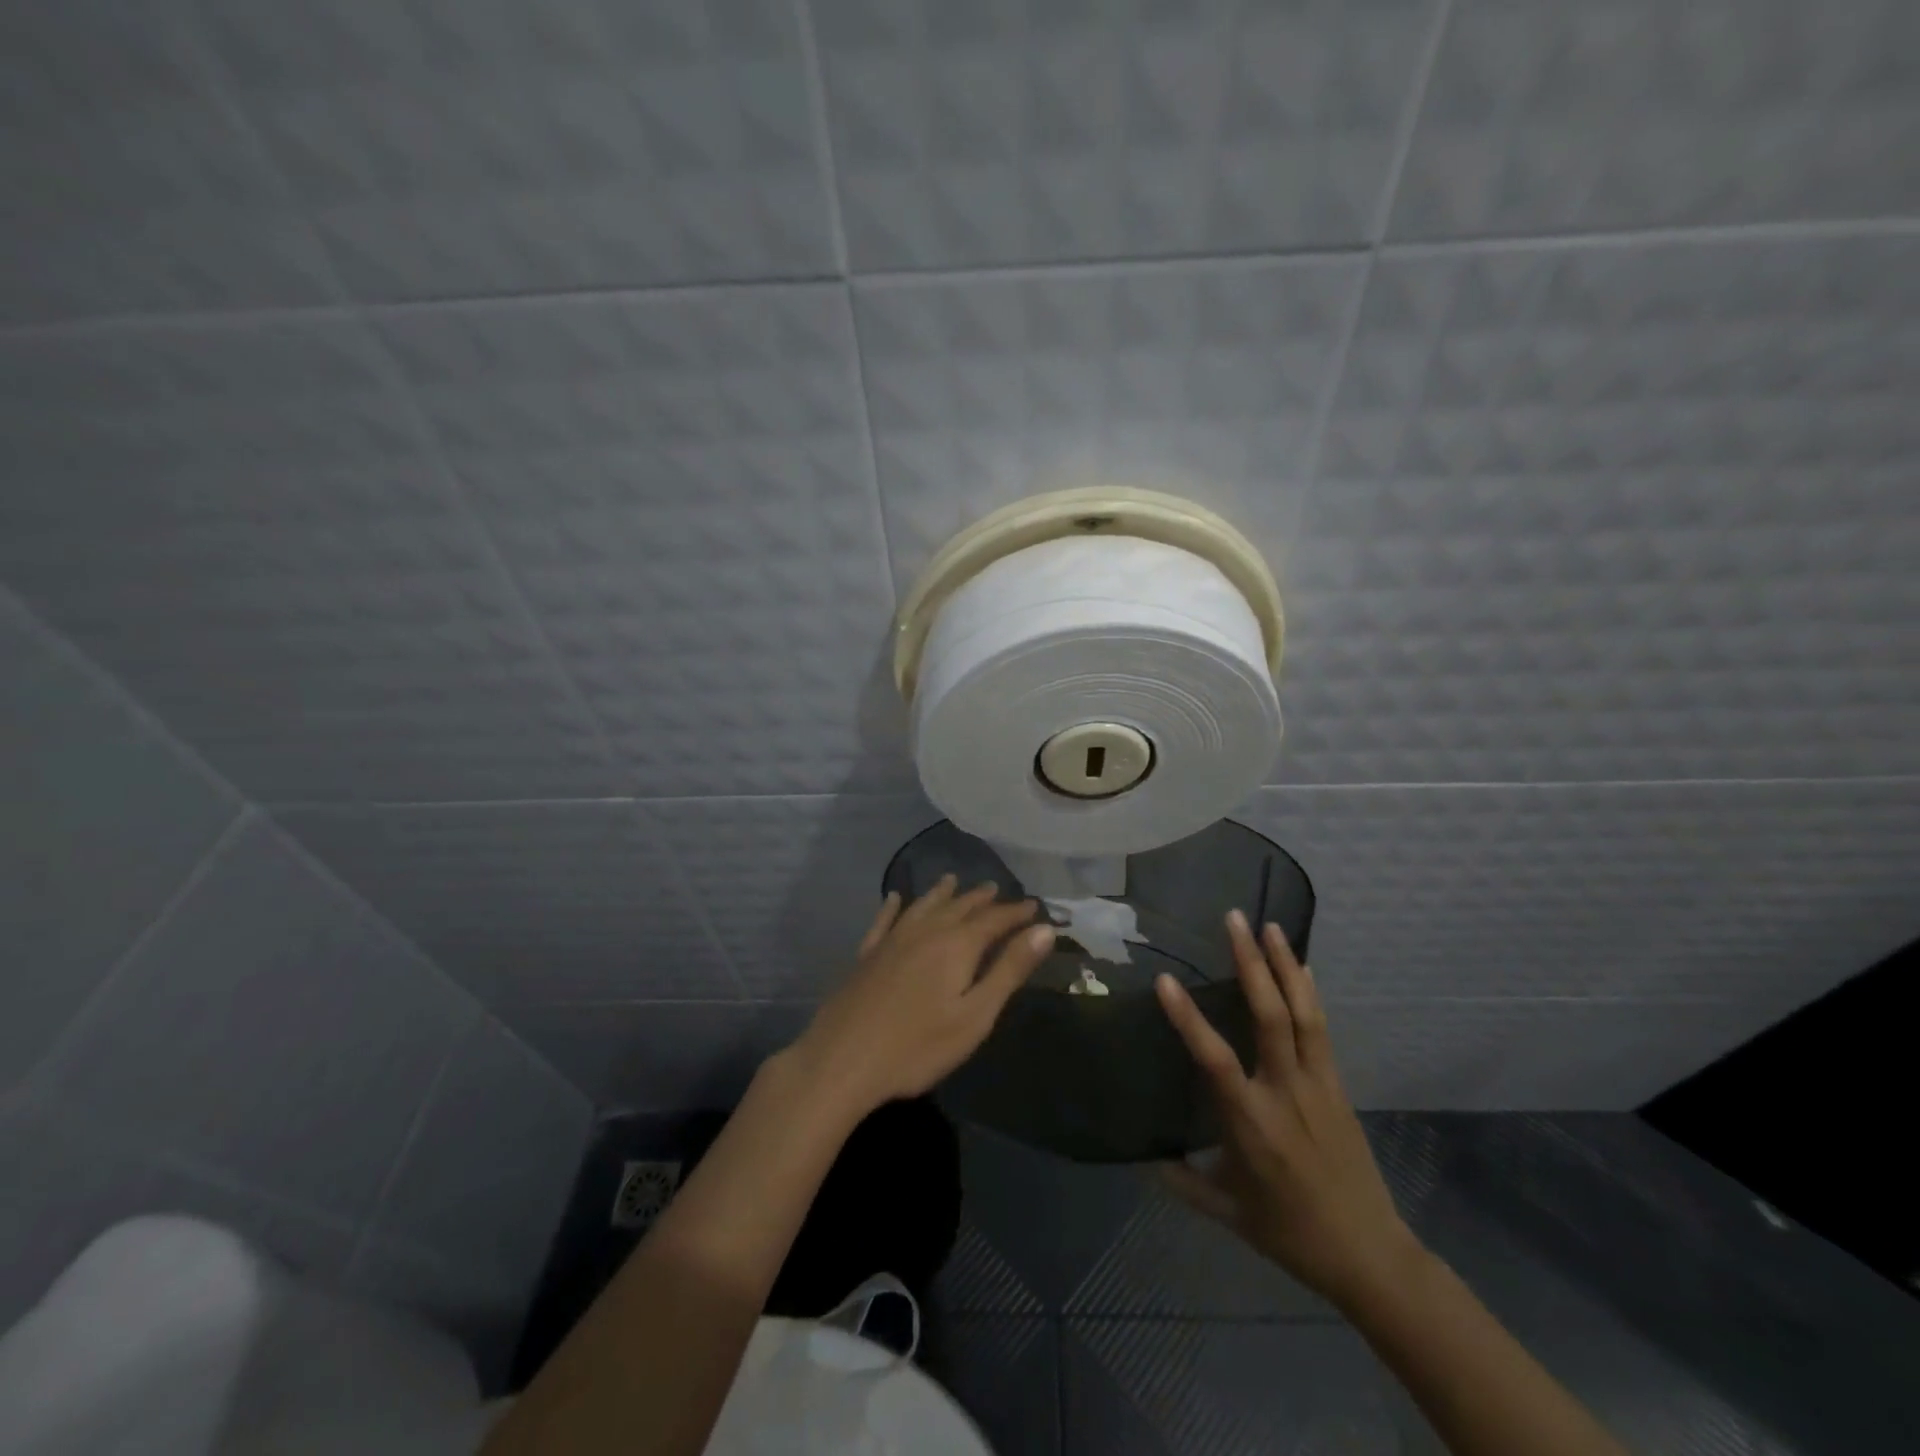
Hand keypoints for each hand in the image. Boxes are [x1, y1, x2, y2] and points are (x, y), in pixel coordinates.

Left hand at [786, 876, 1055, 1121]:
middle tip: (997, 889)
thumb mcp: (975, 1015)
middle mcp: (925, 931)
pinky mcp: (866, 954)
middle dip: (982, 899)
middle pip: (959, 907)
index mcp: (956, 945)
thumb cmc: (918, 1046)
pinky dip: (893, 906)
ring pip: (923, 906)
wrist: (842, 1060)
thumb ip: (1009, 970)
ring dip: (942, 893)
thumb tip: (1043, 930)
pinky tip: (893, 898)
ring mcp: (892, 940)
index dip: (1016, 912)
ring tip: (954, 881)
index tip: (1035, 906)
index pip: (994, 920)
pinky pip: (884, 920)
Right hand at [1156, 911, 1421, 1309]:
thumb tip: (1142, 1154)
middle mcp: (1285, 1093)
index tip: (1165, 981)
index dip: (1189, 1019)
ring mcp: (1318, 1085)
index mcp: (1251, 1123)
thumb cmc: (1290, 1232)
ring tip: (1269, 926)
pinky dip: (1310, 993)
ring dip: (1285, 965)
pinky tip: (1303, 966)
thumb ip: (1183, 1180)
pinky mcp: (1338, 1086)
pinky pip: (1322, 1030)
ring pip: (1303, 1014)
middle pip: (1270, 1017)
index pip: (1215, 1060)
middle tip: (1234, 919)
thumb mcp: (1228, 1211)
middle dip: (1252, 964)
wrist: (1370, 1254)